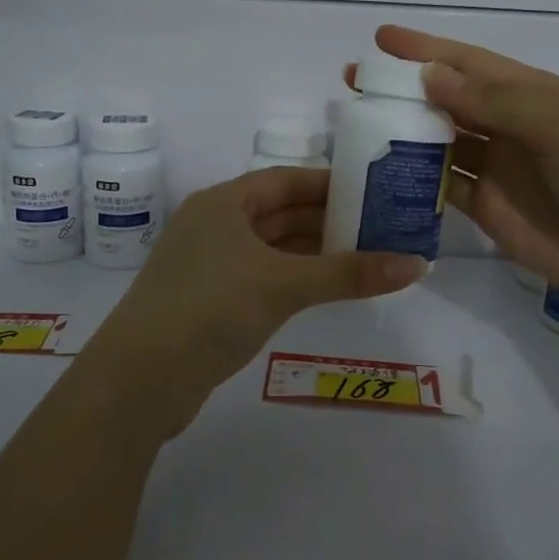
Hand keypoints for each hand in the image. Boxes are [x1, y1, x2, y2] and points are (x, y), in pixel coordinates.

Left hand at [80, 167, 426, 436]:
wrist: (140, 379)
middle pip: (279, 213)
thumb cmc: (212, 308)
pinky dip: (293, 279)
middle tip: (379, 229)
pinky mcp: (208, 302)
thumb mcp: (284, 284)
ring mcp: (208, 266)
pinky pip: (261, 278)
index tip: (372, 192)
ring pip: (271, 249)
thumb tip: (418, 264)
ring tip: (364, 259)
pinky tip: (324, 290)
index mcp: (223, 203)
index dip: (328, 184)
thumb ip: (349, 273)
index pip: (285, 180)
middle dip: (327, 221)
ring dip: (313, 253)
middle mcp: (213, 226)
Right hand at [365, 25, 558, 322]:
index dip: (424, 49)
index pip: (466, 62)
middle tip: (353, 83)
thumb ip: (492, 101)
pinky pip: (439, 184)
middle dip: (401, 88)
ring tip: (355, 125)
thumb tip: (429, 76)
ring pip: (437, 140)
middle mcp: (506, 124)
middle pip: (444, 98)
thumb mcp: (557, 124)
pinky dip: (411, 177)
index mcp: (528, 93)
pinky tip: (379, 173)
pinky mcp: (484, 207)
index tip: (378, 39)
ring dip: (401, 131)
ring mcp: (494, 167)